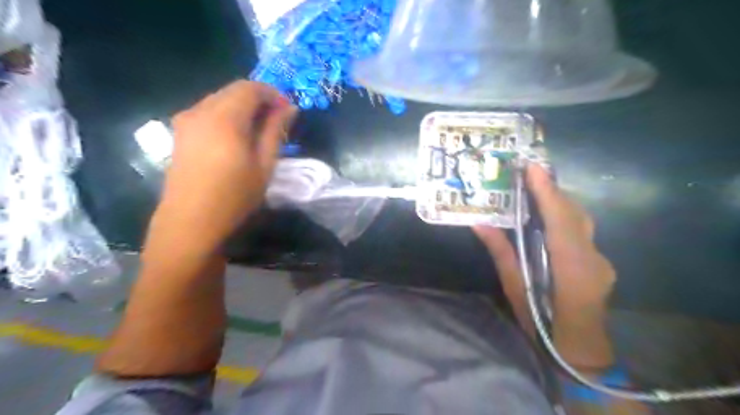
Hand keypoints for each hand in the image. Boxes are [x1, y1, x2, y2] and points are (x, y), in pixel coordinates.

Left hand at [154, 79, 296, 249]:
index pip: (250, 88)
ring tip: (260, 130)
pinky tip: (237, 137)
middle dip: (259, 99)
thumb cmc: (234, 196)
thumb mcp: (264, 165)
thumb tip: (290, 108)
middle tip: (278, 120)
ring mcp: (186, 120)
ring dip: (243, 107)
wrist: (191, 222)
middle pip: (233, 90)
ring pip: (220, 99)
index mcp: (224, 118)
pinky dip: (228, 115)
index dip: (273, 94)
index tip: (288, 111)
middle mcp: (200, 111)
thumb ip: (275, 131)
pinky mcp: (180, 132)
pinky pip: (208, 111)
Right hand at [474, 166, 620, 320]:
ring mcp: (601, 259)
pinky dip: (565, 216)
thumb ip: (501, 253)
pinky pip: (583, 230)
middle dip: (553, 190)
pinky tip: (549, 217)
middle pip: (574, 214)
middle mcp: (592, 258)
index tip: (533, 168)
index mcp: (570, 268)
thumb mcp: (515, 288)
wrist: (580, 349)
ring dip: (559, 201)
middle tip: (529, 173)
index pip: (560, 221)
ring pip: (582, 220)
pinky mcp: (601, 262)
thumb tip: (480, 224)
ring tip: (537, 188)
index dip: (547, 192)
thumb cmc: (542, 322)